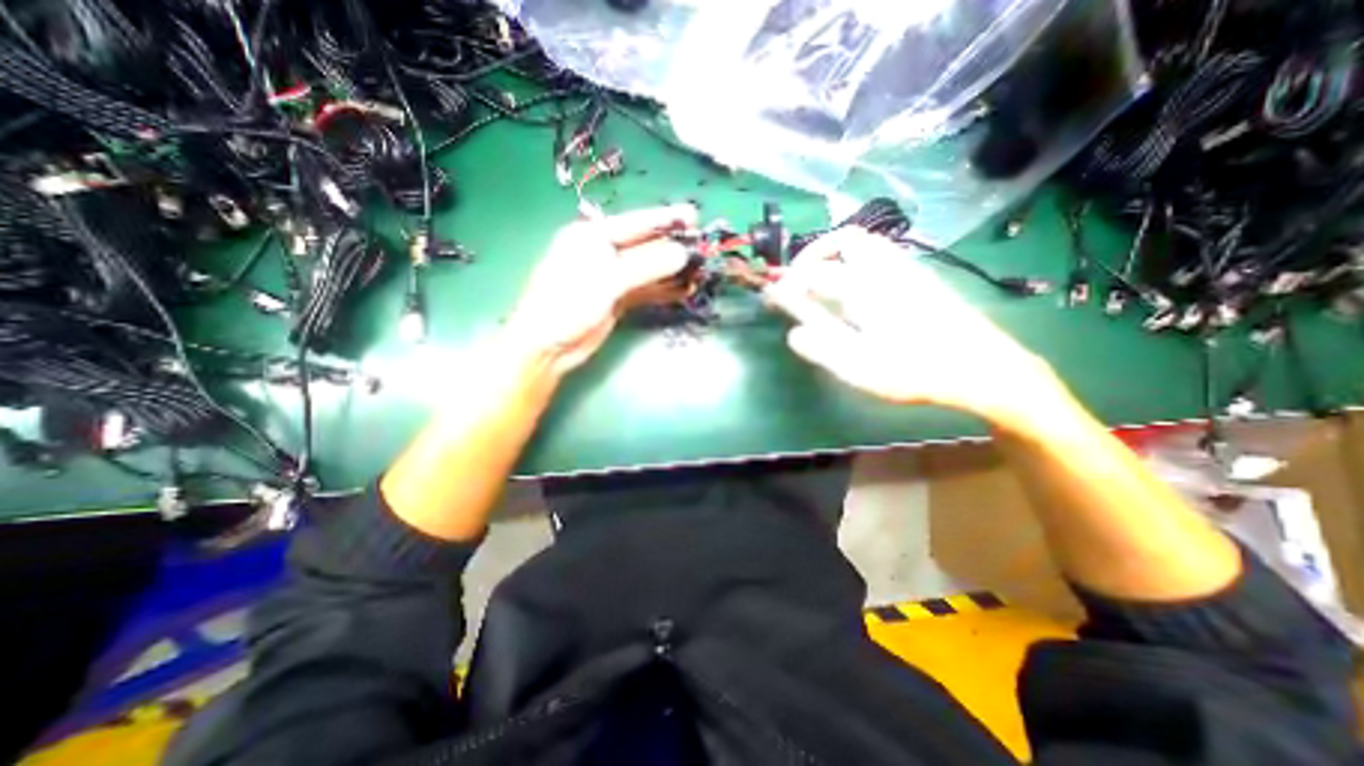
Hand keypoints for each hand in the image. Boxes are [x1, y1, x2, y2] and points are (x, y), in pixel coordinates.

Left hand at [503, 205, 703, 374]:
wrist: (549, 346)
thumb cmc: (568, 304)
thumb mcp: (606, 280)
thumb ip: (645, 265)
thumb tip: (682, 253)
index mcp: (592, 236)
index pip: (635, 223)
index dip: (665, 219)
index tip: (693, 215)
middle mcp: (602, 252)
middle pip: (644, 245)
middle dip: (672, 246)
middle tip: (702, 246)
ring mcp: (611, 277)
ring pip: (647, 269)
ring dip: (671, 271)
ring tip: (699, 271)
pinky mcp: (617, 299)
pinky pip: (645, 290)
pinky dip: (663, 290)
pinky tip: (682, 290)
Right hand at [779, 228, 1064, 429]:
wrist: (982, 367)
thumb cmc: (916, 370)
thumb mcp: (861, 368)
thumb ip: (822, 346)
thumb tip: (792, 332)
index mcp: (865, 288)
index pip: (813, 274)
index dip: (786, 283)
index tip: (771, 296)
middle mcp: (884, 268)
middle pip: (843, 240)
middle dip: (813, 255)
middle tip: (799, 281)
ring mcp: (906, 269)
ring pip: (865, 243)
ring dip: (836, 254)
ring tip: (822, 282)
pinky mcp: (919, 277)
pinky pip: (880, 254)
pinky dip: (856, 261)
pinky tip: (854, 289)